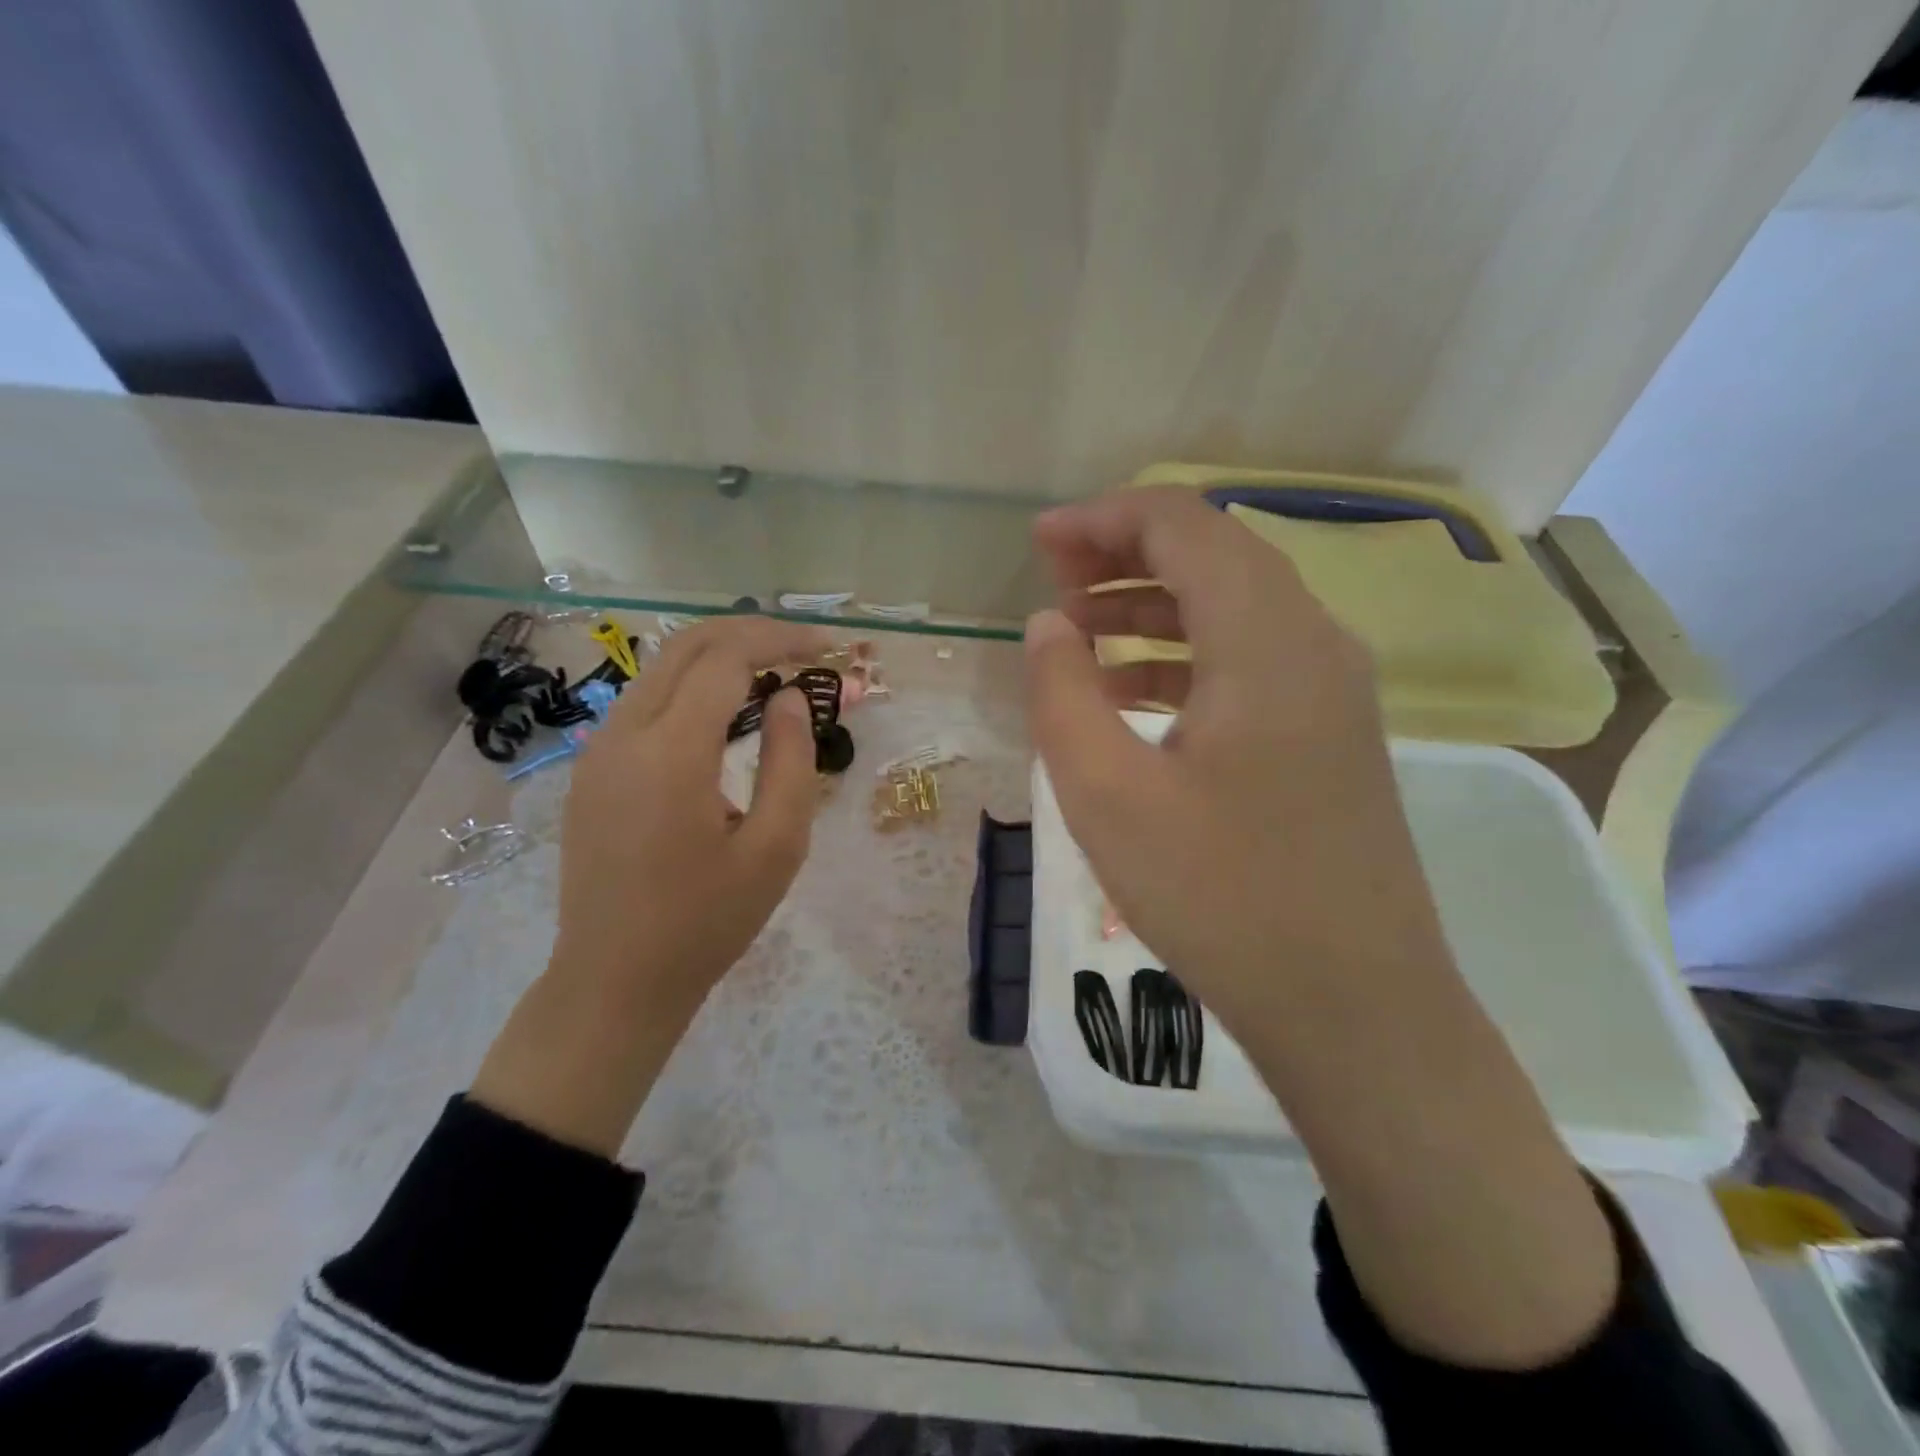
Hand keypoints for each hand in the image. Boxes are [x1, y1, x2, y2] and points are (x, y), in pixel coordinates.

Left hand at [472, 615, 829, 1156]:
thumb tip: (789, 697)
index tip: (826, 648)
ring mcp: (598, 750)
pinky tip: (724, 713)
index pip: (726, 659)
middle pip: (686, 645)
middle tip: (802, 647)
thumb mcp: (775, 848)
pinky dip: (690, 687)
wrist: (614, 980)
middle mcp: (623, 734)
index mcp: (671, 752)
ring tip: (772, 674)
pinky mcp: (591, 770)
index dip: (780, 641)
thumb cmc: (707, 921)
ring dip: (718, 656)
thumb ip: (790, 761)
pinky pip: (643, 702)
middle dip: (749, 632)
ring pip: (660, 669)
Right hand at [1026, 488, 1617, 1369]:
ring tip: (1079, 631)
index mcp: (1265, 640)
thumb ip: (1063, 692)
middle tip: (1052, 580)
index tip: (1039, 542)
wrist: (1354, 1007)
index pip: (1183, 526)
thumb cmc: (1221, 899)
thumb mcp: (1107, 794)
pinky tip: (1132, 693)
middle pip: (1213, 555)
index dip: (1103, 519)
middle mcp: (1313, 642)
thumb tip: (1049, 624)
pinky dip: (1185, 655)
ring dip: (1153, 605)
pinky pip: (1250, 661)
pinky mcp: (1330, 734)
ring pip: (1234, 607)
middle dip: (1124, 555)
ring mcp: (1332, 689)